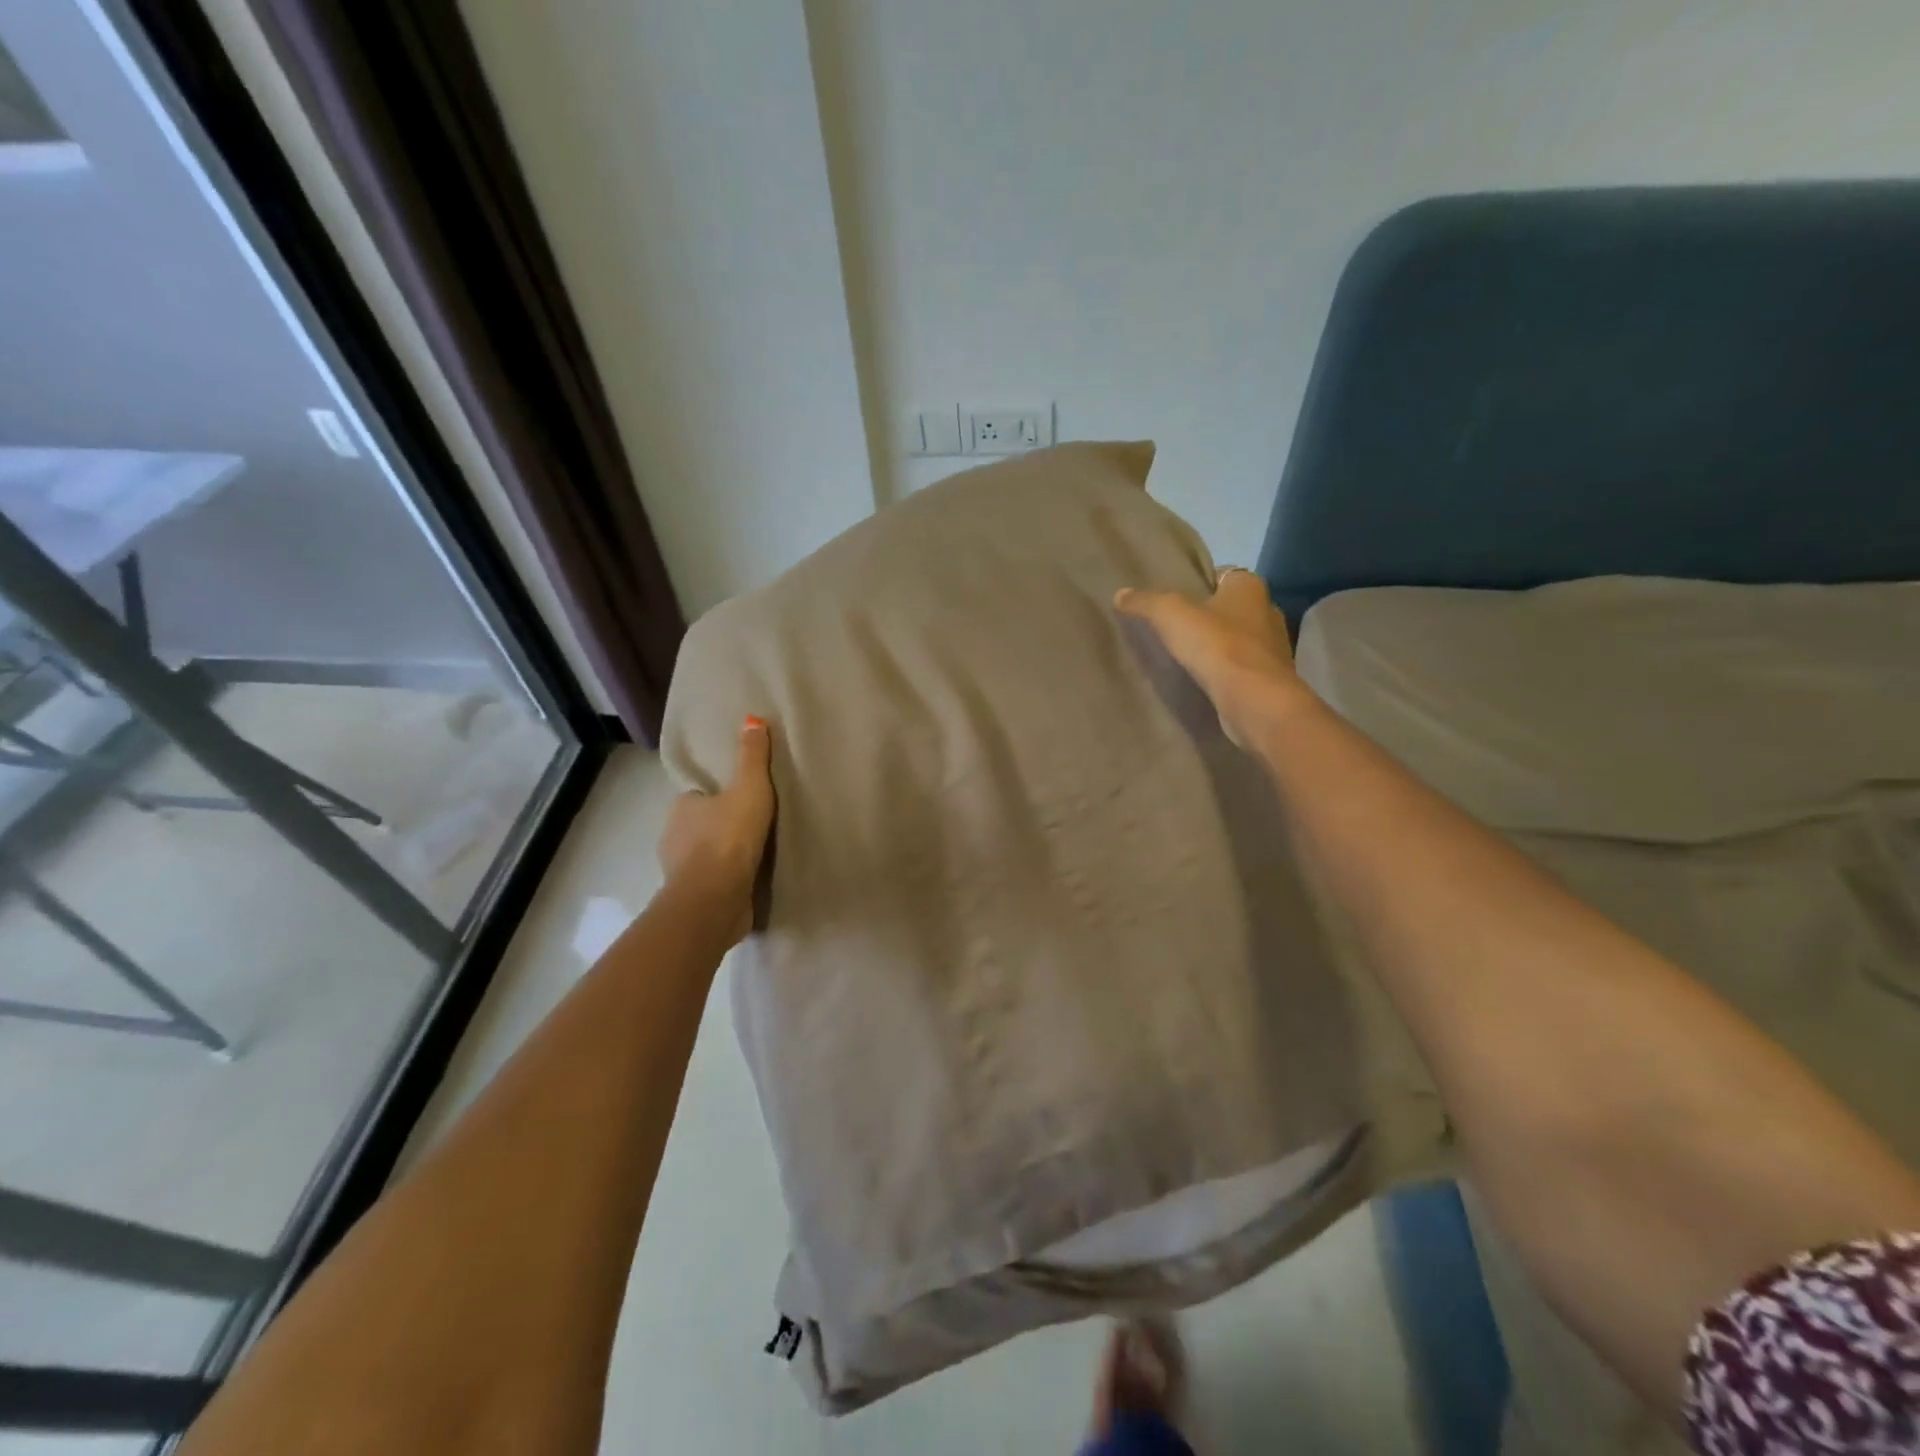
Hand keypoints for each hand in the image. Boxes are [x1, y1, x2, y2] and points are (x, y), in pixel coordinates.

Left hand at [658, 717, 775, 941]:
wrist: (715, 898)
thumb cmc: (729, 837)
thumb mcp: (749, 788)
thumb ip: (752, 757)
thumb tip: (752, 719)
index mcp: (681, 807)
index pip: (699, 797)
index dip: (718, 797)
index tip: (741, 802)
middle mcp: (673, 837)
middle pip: (700, 826)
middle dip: (720, 828)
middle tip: (754, 828)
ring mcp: (680, 871)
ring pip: (703, 856)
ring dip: (723, 857)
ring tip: (756, 856)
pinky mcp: (693, 899)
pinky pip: (711, 882)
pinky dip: (725, 881)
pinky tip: (747, 881)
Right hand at [1115, 569, 1312, 747]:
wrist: (1254, 701)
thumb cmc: (1217, 646)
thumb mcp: (1170, 615)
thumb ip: (1145, 603)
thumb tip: (1120, 594)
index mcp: (1250, 587)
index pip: (1222, 575)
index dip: (1198, 584)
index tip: (1173, 600)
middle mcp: (1267, 611)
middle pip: (1229, 609)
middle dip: (1206, 617)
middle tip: (1173, 629)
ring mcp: (1272, 648)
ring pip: (1237, 640)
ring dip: (1216, 647)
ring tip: (1183, 658)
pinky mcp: (1269, 680)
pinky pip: (1240, 669)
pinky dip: (1224, 672)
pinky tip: (1201, 682)